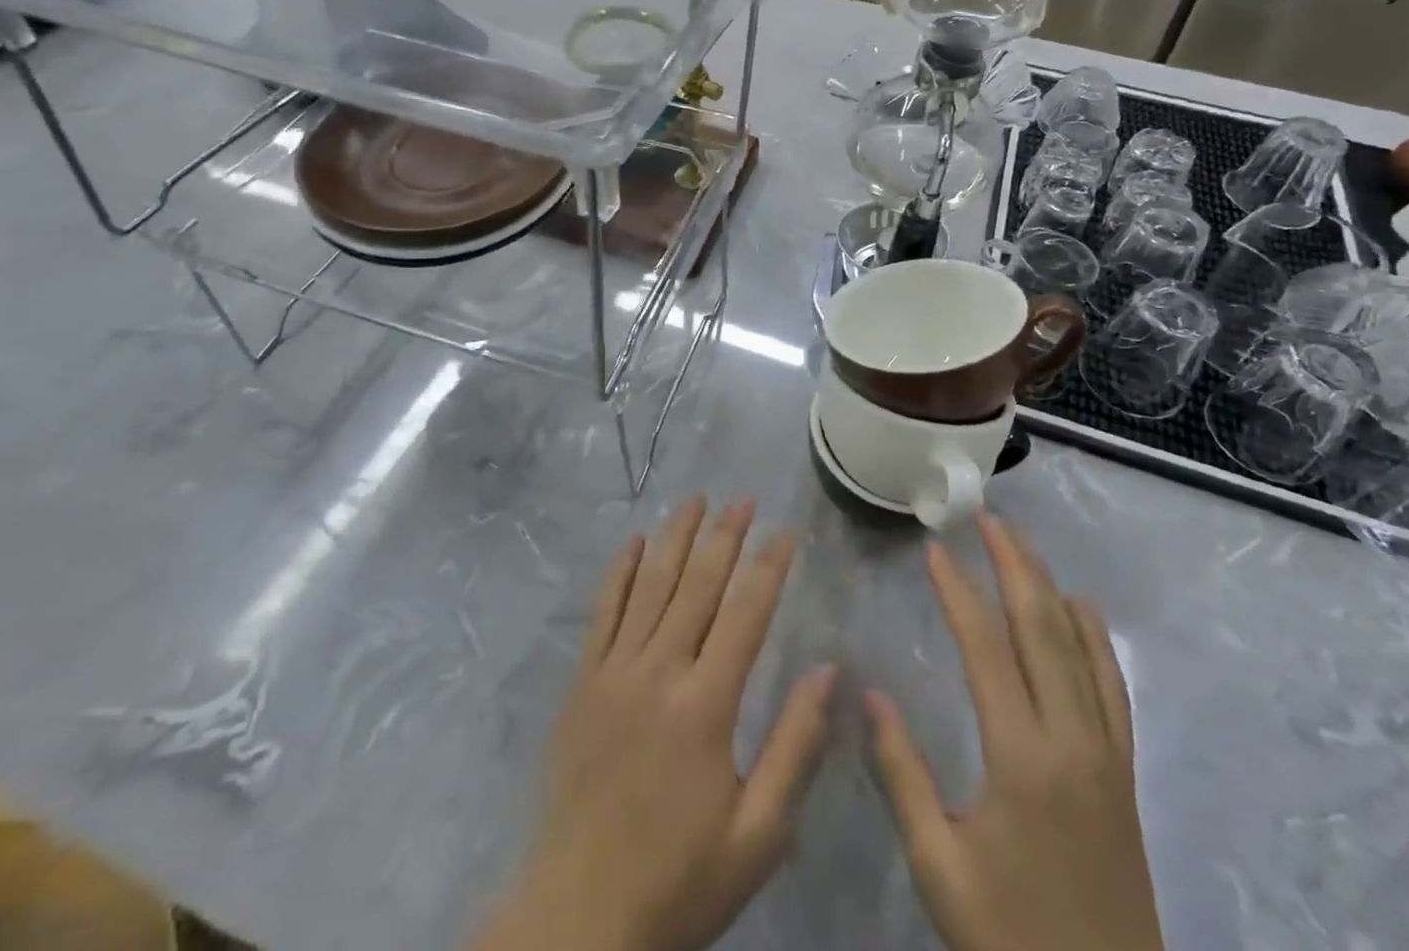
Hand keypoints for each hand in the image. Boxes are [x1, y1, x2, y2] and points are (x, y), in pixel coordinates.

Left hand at [471, 498, 834, 950]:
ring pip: (650, 584)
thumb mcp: (759, 834)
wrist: (579, 917)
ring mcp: (614, 670)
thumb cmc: (679, 879)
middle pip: (698, 584)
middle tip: (743, 498)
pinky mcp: (582, 681)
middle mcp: (659, 670)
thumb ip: (795, 746)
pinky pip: (603, 611)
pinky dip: (619, 571)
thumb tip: (829, 672)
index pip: (747, 612)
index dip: (770, 566)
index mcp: (706, 705)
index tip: (788, 531)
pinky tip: (632, 542)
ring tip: (695, 499)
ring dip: (675, 537)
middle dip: (725, 536)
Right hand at [868, 516, 1162, 950]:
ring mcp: (1106, 753)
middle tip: (987, 519)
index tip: (935, 550)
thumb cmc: (1009, 934)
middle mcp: (1070, 739)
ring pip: (1080, 647)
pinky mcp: (1124, 772)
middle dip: (1013, 565)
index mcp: (1020, 757)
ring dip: (1049, 586)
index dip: (958, 591)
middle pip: (1042, 628)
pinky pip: (1113, 686)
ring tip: (1021, 545)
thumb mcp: (940, 865)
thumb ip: (903, 775)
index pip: (986, 648)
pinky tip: (1082, 609)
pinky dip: (1095, 637)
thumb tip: (867, 696)